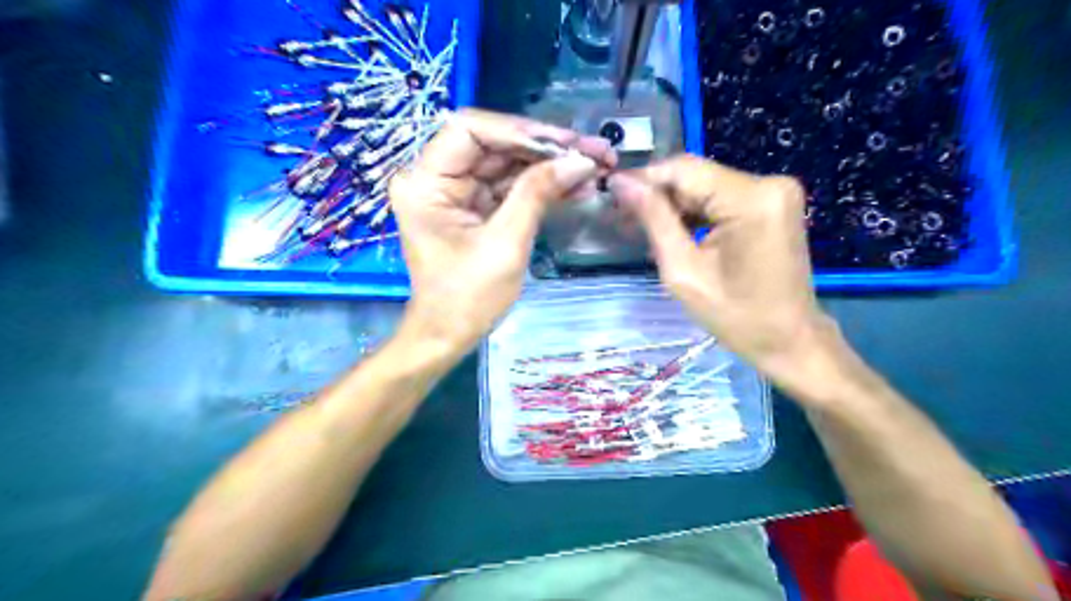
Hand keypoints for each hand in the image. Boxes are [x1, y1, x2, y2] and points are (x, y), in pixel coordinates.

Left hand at [389, 107, 615, 357]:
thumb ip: (537, 194)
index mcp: (425, 182)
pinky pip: (510, 186)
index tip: (564, 143)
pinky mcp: (474, 207)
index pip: (469, 129)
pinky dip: (542, 186)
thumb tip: (580, 160)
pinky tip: (577, 186)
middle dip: (545, 148)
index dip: (519, 130)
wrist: (449, 336)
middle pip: (494, 144)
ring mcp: (457, 192)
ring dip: (550, 166)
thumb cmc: (467, 298)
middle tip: (594, 151)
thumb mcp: (505, 244)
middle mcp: (436, 178)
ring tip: (596, 168)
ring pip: (508, 164)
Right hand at [611, 154, 836, 384]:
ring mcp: (775, 191)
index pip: (684, 169)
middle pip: (696, 176)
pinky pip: (722, 197)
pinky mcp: (773, 203)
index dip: (644, 179)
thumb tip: (621, 183)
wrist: (789, 340)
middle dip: (658, 195)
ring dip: (674, 205)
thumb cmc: (736, 317)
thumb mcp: (684, 271)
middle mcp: (769, 183)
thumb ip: (654, 221)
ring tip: (643, 228)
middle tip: (624, 218)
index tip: (613, 195)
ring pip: (706, 185)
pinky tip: (675, 231)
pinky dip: (696, 212)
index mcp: (751, 200)